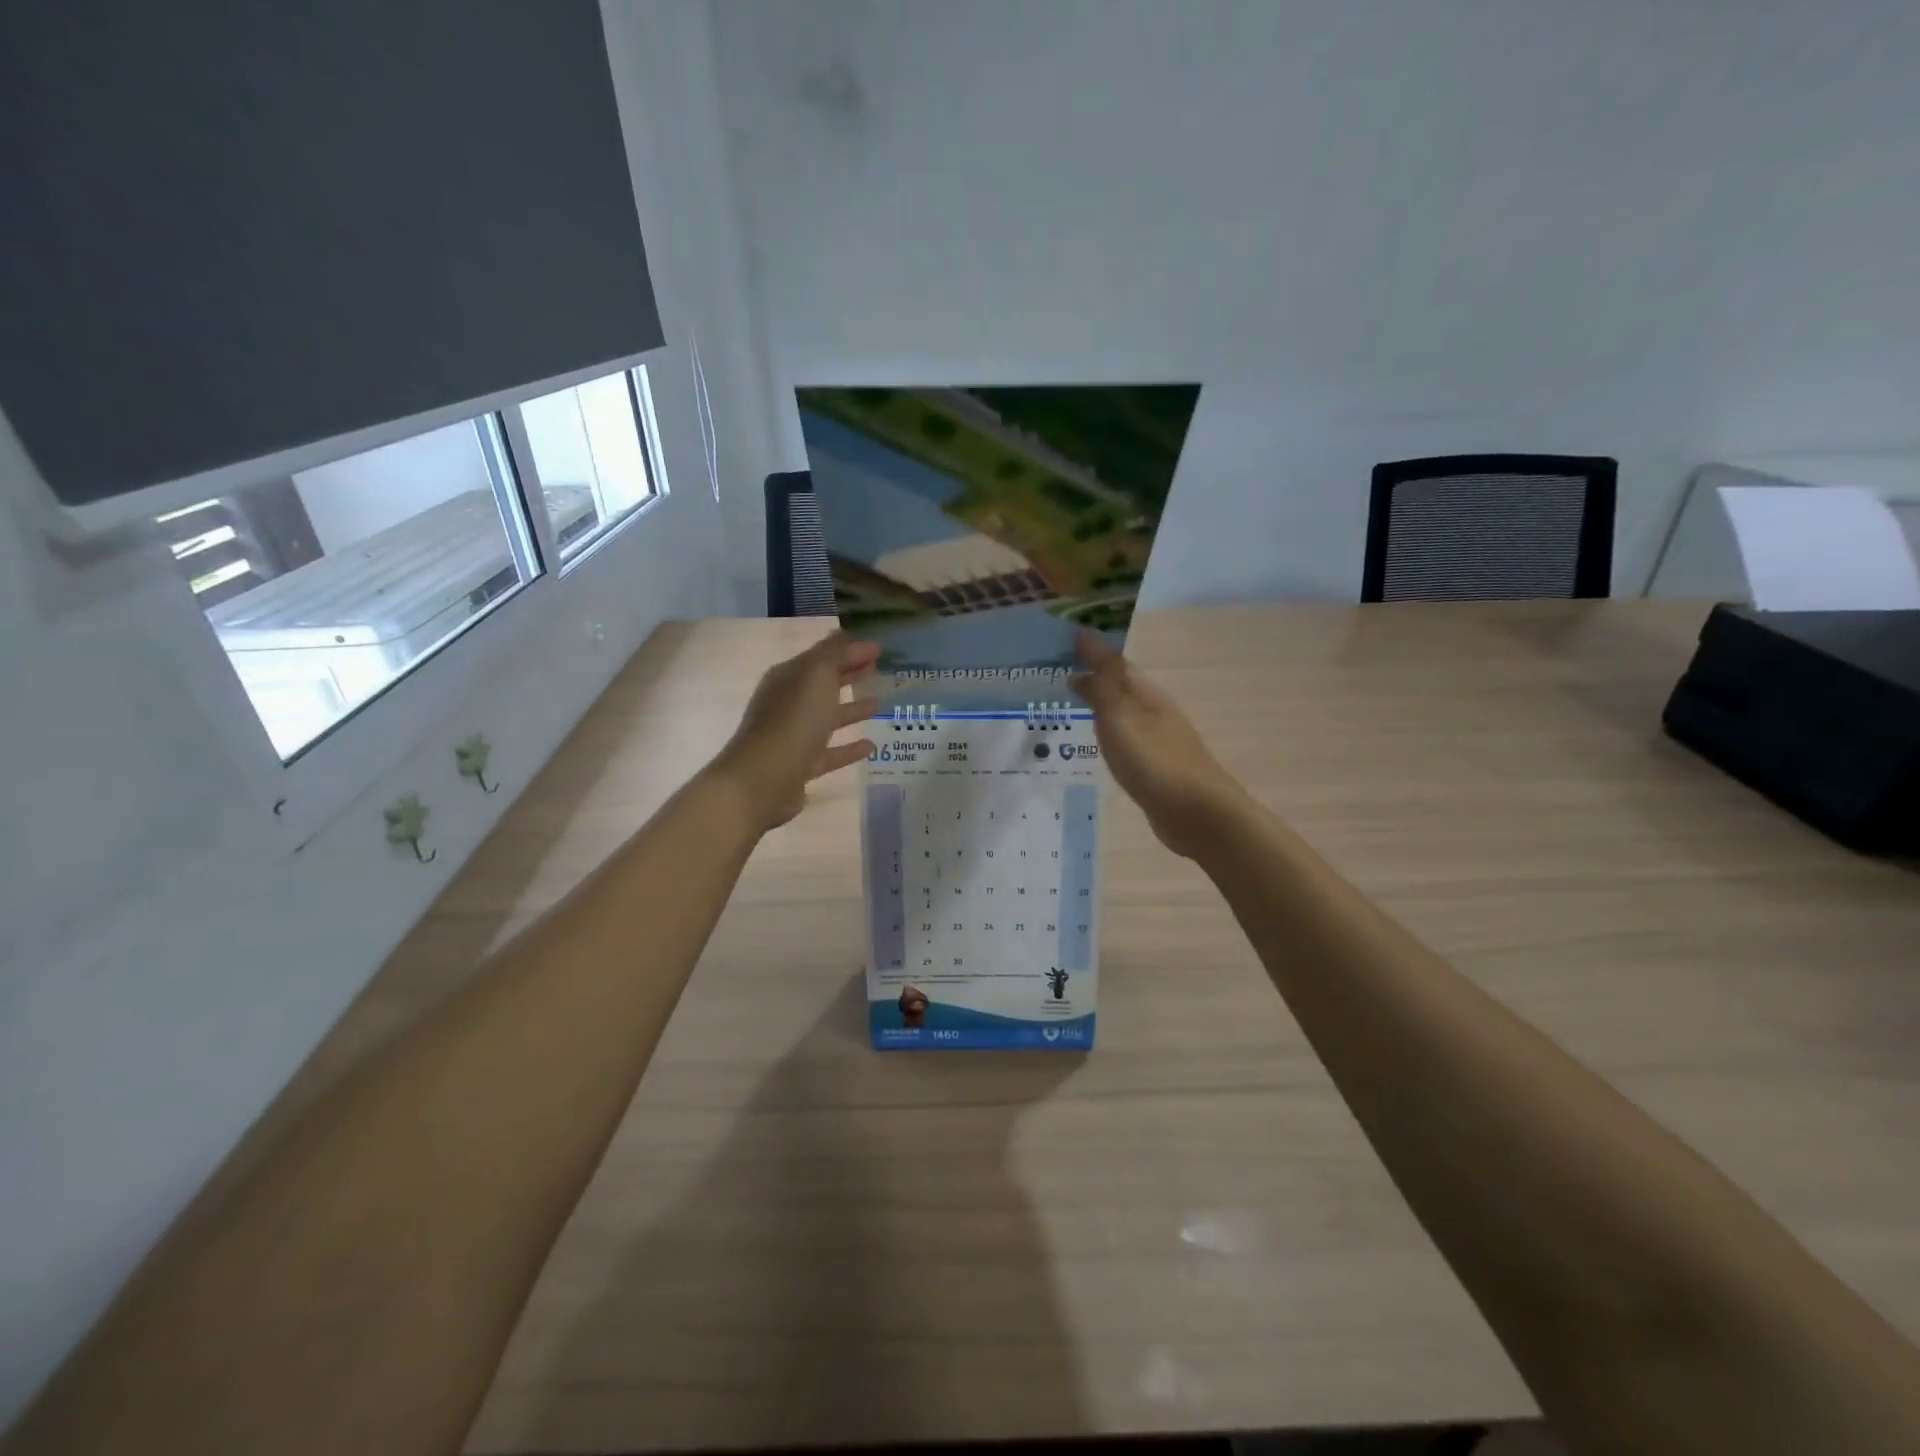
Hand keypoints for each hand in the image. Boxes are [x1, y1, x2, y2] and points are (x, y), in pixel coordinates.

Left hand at [714, 633, 879, 831]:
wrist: (763, 779)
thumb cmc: (792, 721)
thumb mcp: (816, 677)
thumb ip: (835, 654)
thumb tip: (852, 636)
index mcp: (788, 677)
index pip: (823, 657)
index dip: (851, 651)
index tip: (881, 649)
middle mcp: (788, 703)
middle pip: (824, 685)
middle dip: (849, 675)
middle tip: (879, 670)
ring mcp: (793, 736)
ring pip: (827, 718)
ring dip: (852, 710)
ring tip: (879, 705)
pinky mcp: (801, 766)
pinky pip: (830, 752)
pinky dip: (849, 747)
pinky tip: (872, 746)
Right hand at [1072, 630, 1245, 857]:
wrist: (1197, 814)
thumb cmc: (1155, 761)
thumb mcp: (1121, 718)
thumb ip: (1101, 687)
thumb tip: (1082, 657)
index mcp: (1147, 695)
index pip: (1115, 662)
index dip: (1092, 650)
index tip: (1064, 637)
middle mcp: (1153, 712)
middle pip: (1120, 685)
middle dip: (1093, 674)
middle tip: (1057, 668)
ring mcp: (1157, 740)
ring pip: (1122, 712)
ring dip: (1099, 702)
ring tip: (1068, 700)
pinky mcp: (1155, 768)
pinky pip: (1124, 739)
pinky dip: (1106, 732)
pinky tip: (1094, 741)